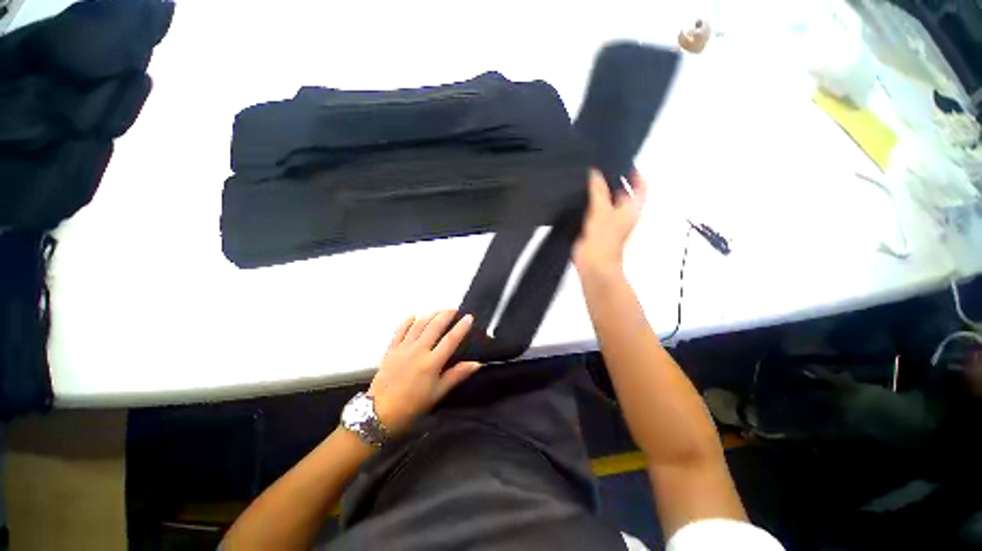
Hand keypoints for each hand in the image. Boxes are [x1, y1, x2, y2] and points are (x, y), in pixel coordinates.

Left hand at [367, 311, 480, 434]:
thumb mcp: (437, 393)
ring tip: (438, 311)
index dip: (461, 327)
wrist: (379, 413)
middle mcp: (418, 351)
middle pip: (434, 326)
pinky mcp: (391, 350)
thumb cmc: (412, 406)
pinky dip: (407, 321)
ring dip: (430, 315)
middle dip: (445, 315)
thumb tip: (476, 364)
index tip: (469, 317)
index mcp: (432, 363)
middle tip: (454, 310)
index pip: (450, 340)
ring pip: (418, 325)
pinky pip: (400, 331)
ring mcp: (403, 348)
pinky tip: (413, 316)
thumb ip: (456, 375)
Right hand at [573, 168, 646, 276]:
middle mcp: (623, 212)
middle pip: (622, 190)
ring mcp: (609, 220)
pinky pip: (594, 209)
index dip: (634, 171)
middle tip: (598, 164)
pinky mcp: (596, 226)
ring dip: (599, 189)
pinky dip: (589, 201)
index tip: (620, 160)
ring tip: (586, 175)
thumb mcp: (601, 210)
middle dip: (613, 178)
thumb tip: (594, 172)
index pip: (640, 184)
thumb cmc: (603, 238)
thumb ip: (598, 190)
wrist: (593, 264)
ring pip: (606, 199)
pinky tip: (578, 194)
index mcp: (632, 207)